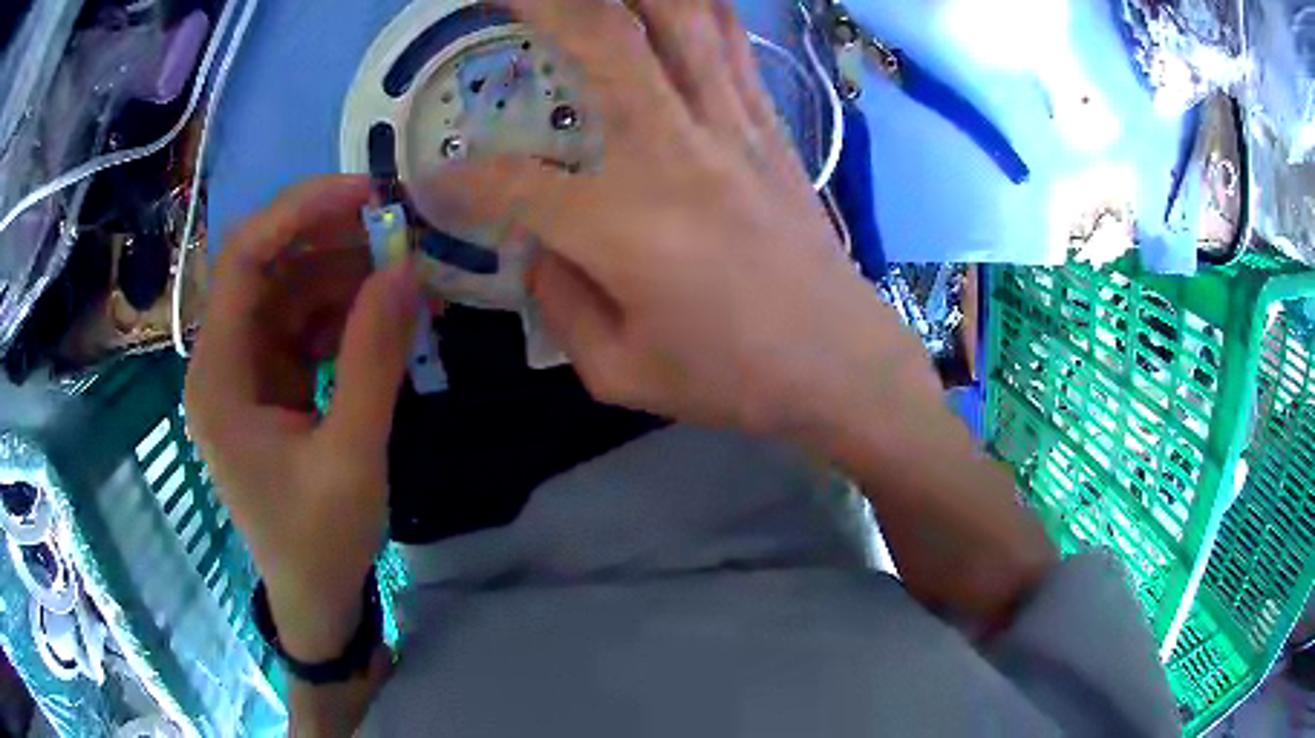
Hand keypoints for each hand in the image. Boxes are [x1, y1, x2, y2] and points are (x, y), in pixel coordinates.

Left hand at [185, 176, 419, 659]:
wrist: (315, 595)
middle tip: (397, 225)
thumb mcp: (351, 457)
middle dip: (329, 237)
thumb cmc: (320, 541)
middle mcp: (223, 361)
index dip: (298, 214)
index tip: (365, 195)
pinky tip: (385, 311)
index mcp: (219, 378)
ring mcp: (247, 371)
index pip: (242, 261)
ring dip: (344, 272)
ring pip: (290, 290)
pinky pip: (305, 323)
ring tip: (404, 267)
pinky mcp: (272, 382)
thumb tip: (406, 270)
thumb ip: (373, 361)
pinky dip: (345, 309)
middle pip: (266, 267)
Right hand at [416, 0, 930, 441]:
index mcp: (622, 225)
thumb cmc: (732, 378)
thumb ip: (560, 300)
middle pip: (602, 39)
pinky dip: (698, 8)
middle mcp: (673, 151)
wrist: (841, 364)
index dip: (458, 181)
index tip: (433, 181)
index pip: (511, 183)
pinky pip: (730, 43)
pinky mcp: (769, 125)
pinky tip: (671, 5)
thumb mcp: (619, 371)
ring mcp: (730, 126)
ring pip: (680, 18)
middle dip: (542, 1)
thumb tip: (538, 246)